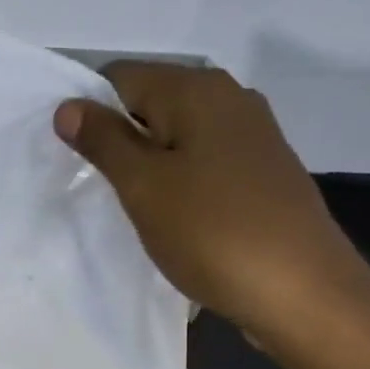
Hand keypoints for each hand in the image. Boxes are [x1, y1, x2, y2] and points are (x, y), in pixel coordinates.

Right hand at [55, 64, 369, 368]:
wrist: (301, 291)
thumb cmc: (212, 232)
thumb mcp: (144, 186)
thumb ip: (103, 141)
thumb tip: (68, 105)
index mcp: (197, 89)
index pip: (121, 77)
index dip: (89, 111)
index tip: (74, 159)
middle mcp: (230, 99)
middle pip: (152, 104)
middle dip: (118, 141)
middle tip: (98, 188)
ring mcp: (254, 137)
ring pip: (179, 137)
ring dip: (149, 166)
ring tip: (133, 208)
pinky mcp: (264, 174)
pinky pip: (205, 164)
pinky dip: (181, 183)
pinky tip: (175, 219)